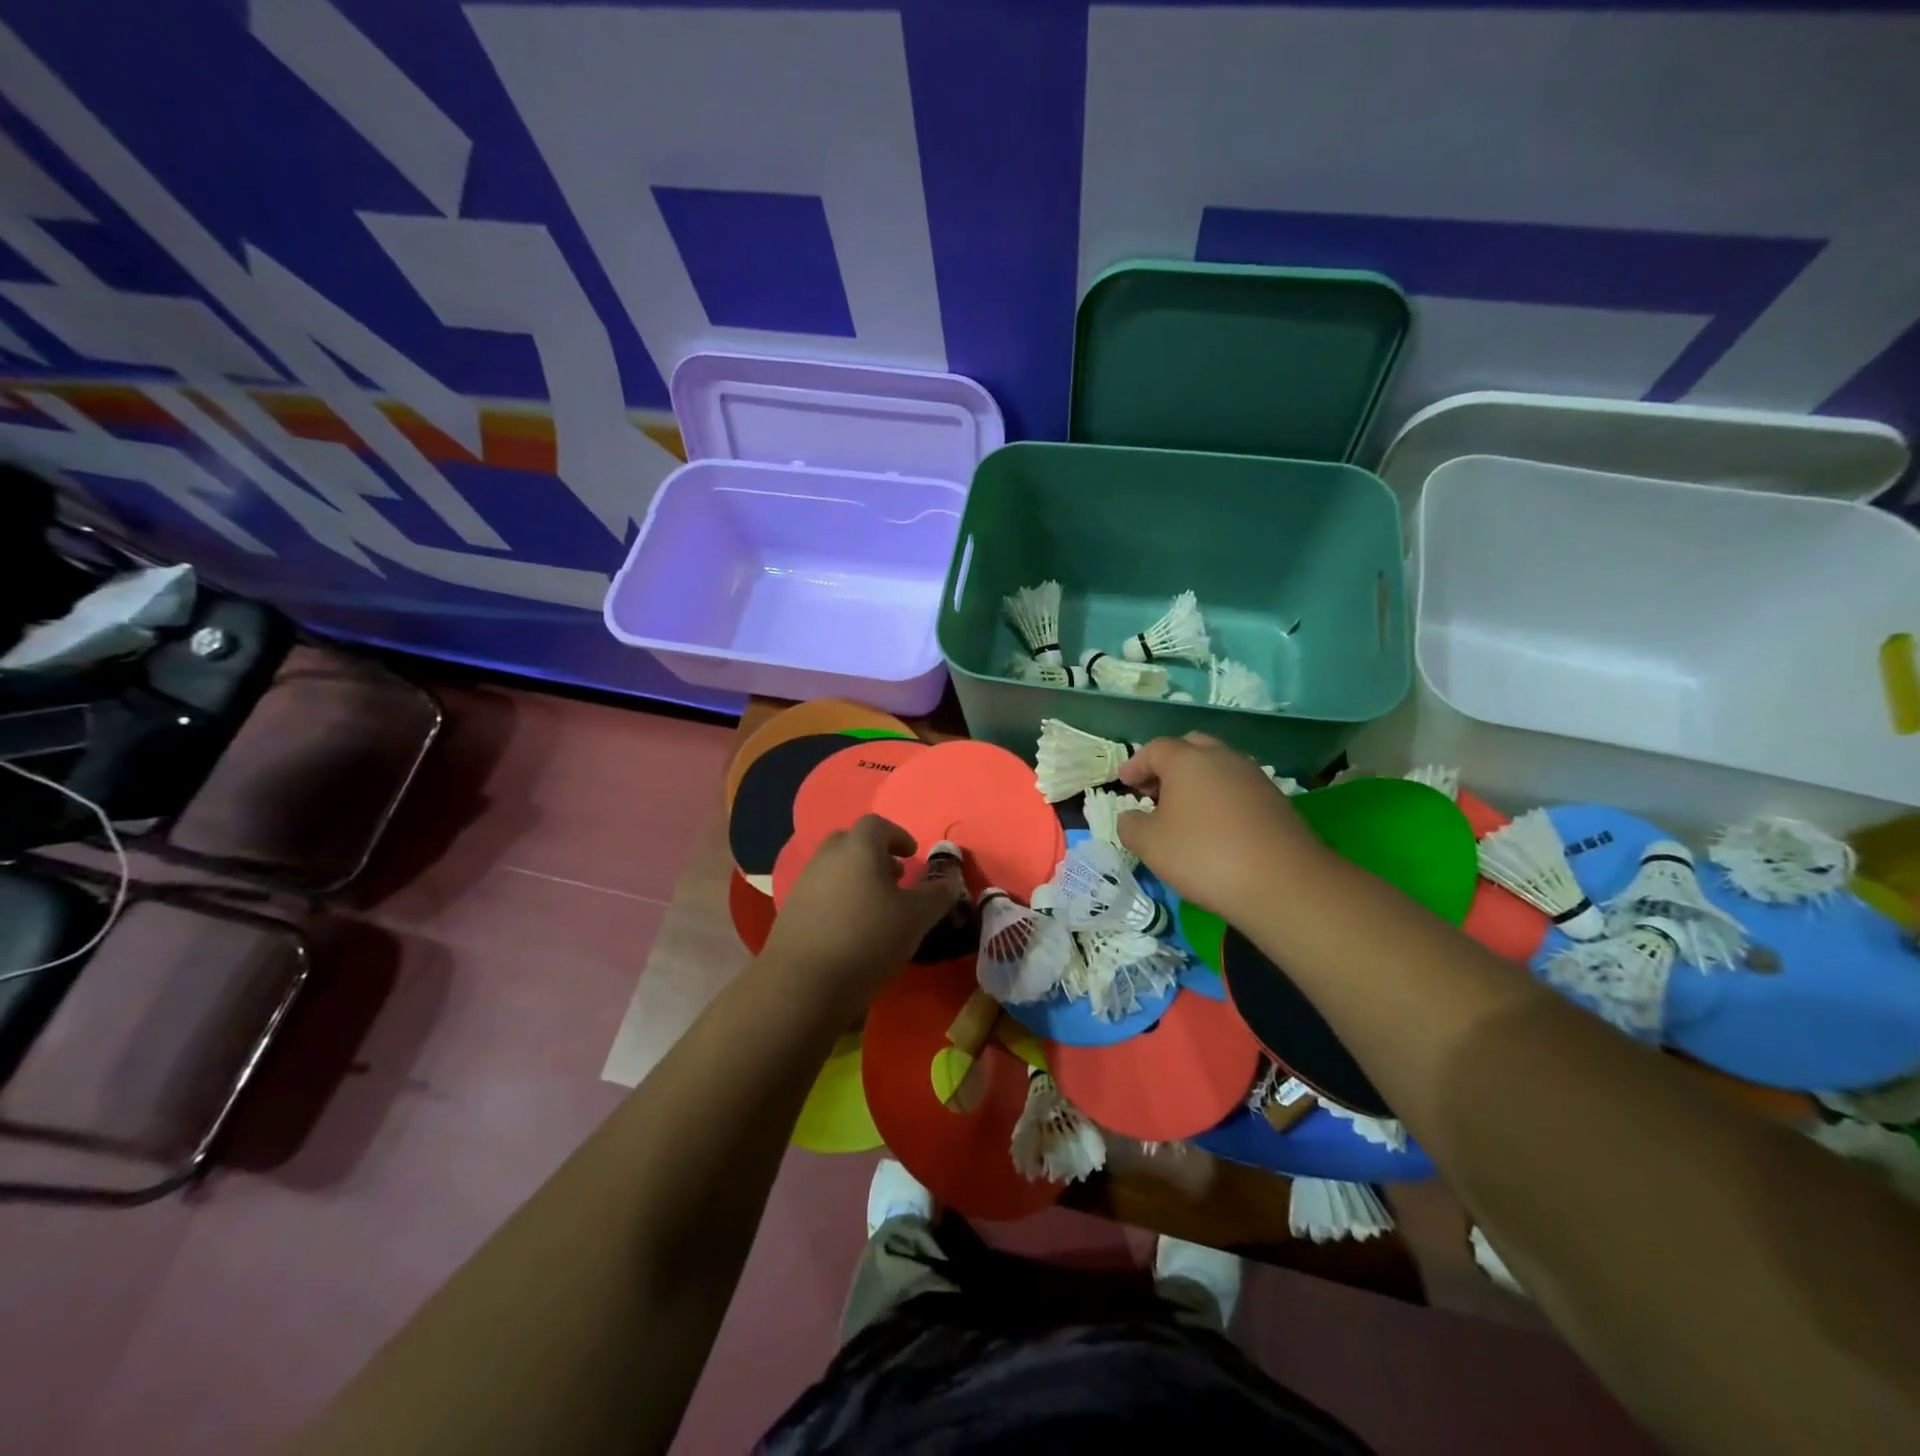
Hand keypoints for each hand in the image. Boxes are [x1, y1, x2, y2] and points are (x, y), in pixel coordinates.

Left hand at [761, 815, 967, 1007]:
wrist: (803, 984)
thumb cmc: (868, 939)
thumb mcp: (916, 918)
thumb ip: (937, 895)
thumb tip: (950, 881)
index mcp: (858, 848)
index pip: (877, 825)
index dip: (898, 836)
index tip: (912, 855)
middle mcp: (827, 858)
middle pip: (851, 842)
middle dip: (874, 855)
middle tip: (894, 878)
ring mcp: (803, 884)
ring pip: (834, 869)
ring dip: (856, 879)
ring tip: (876, 909)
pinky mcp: (790, 912)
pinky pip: (820, 894)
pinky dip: (839, 901)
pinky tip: (852, 930)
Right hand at [1116, 733, 1327, 925]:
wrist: (1282, 882)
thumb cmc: (1203, 854)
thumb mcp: (1149, 844)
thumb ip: (1130, 825)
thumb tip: (1132, 817)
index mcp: (1187, 759)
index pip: (1154, 749)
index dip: (1135, 765)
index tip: (1124, 784)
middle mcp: (1223, 758)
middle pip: (1190, 748)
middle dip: (1168, 766)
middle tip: (1153, 792)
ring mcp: (1254, 777)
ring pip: (1217, 768)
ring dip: (1196, 782)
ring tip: (1183, 813)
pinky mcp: (1275, 801)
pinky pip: (1237, 789)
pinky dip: (1219, 799)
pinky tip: (1214, 828)